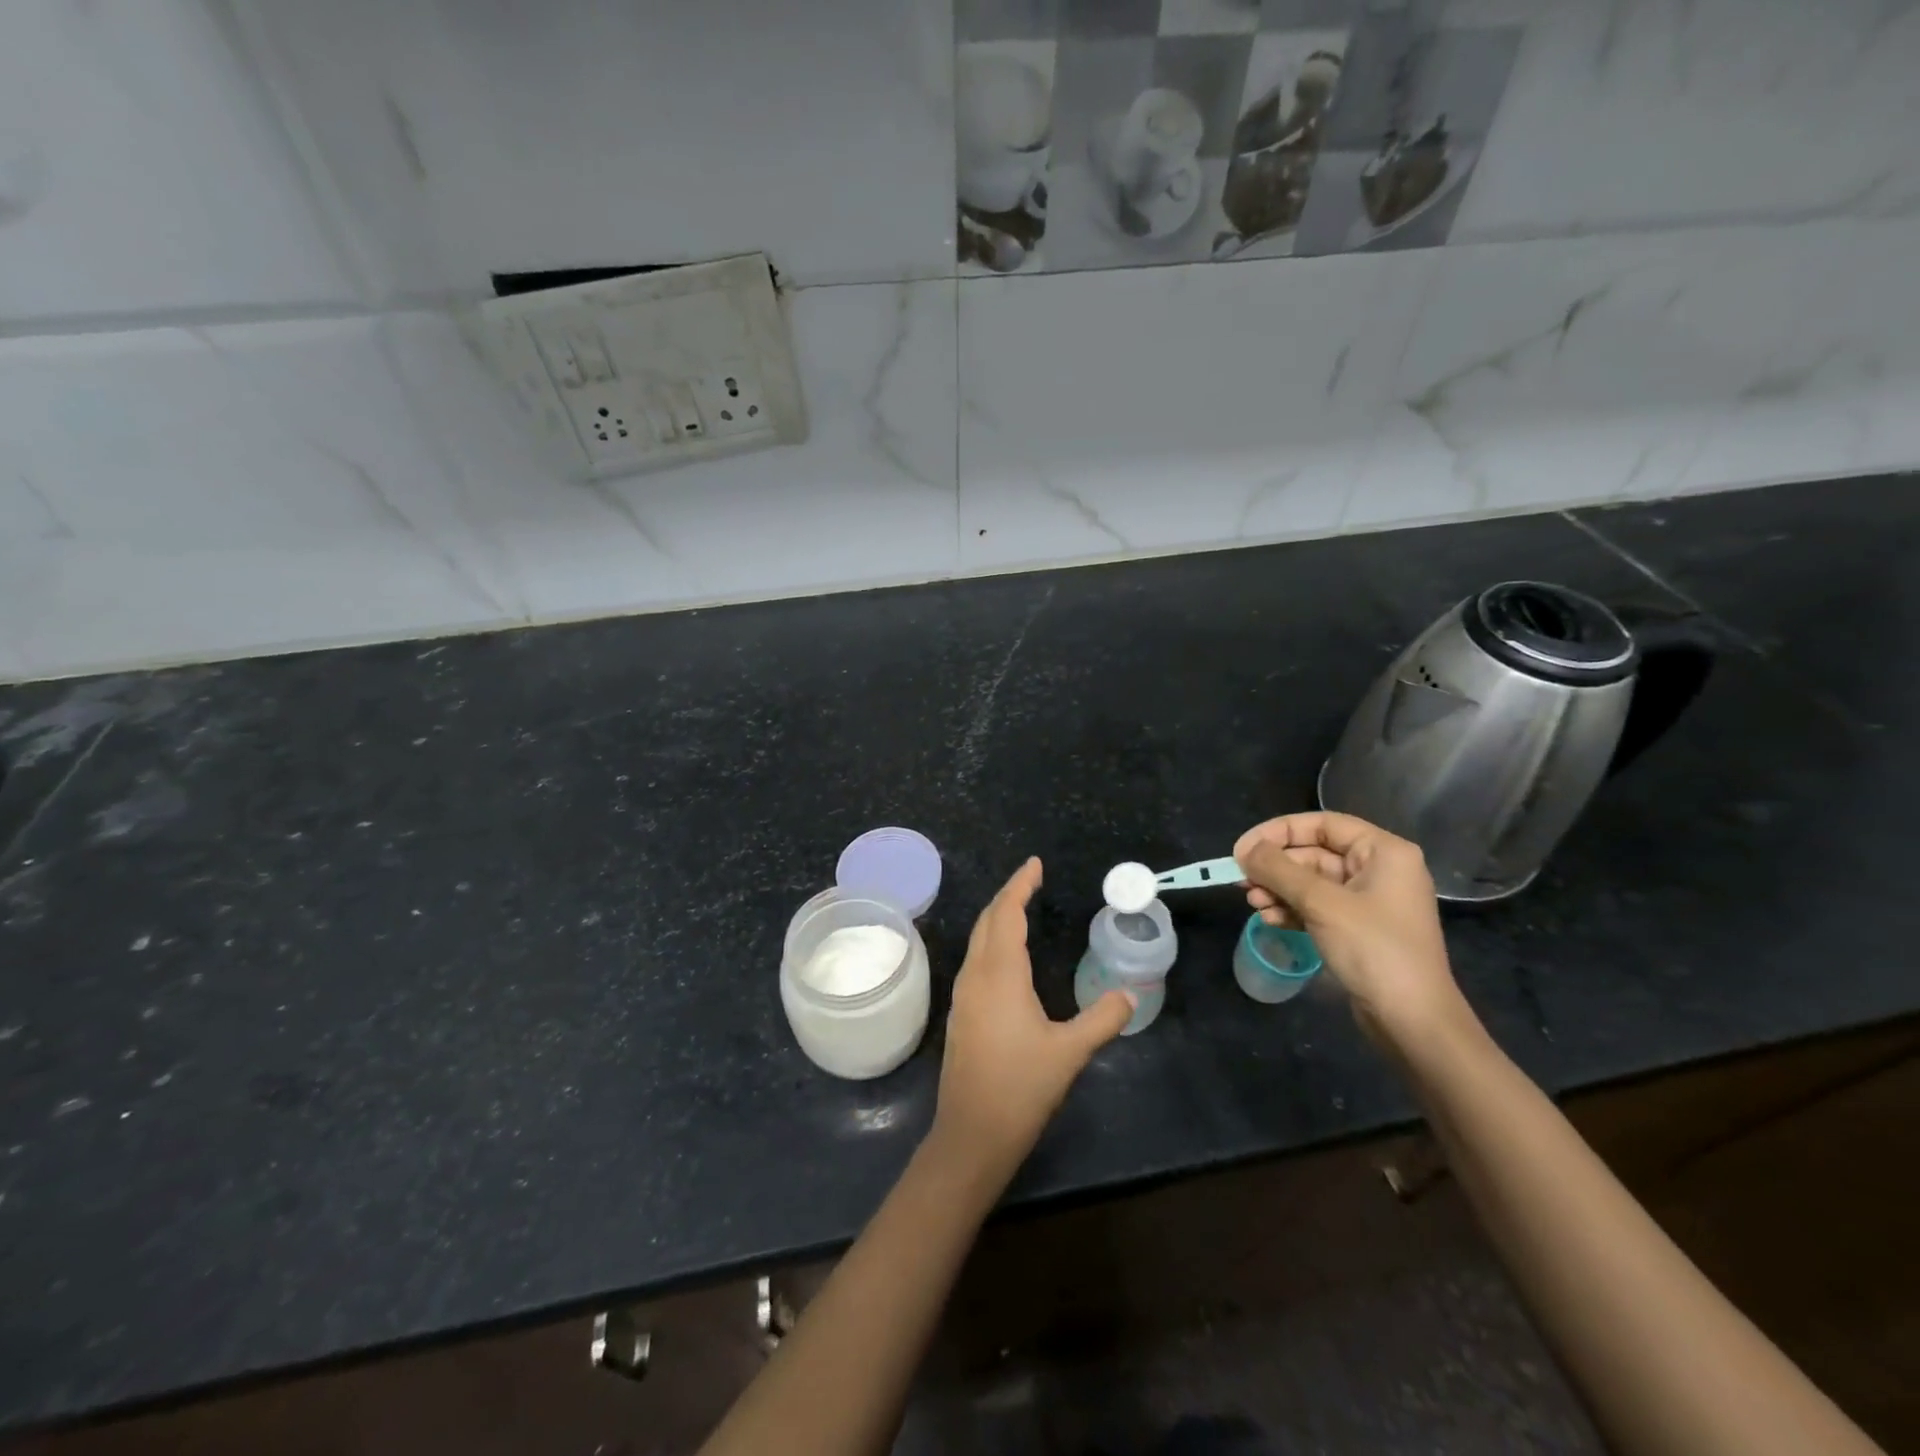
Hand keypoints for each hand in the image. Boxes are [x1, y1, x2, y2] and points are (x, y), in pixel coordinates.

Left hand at [931, 858, 1133, 1178]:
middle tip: (1032, 880)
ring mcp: (964, 994)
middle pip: (987, 920)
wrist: (971, 1134)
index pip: (1007, 913)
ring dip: (997, 918)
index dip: (1020, 885)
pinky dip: (992, 942)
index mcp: (1000, 973)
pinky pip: (975, 960)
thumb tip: (1131, 995)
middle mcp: (975, 975)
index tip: (1035, 864)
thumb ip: (1103, 1018)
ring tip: (1021, 909)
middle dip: (1008, 895)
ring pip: (978, 940)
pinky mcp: (961, 1013)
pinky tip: (1007, 957)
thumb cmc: (1021, 1088)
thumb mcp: (1070, 1052)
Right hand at [1234, 812, 1467, 1048]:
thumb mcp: (1321, 903)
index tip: (1243, 849)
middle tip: (1241, 881)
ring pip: (1311, 882)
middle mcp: (1378, 870)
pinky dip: (1291, 909)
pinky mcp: (1358, 929)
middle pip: (1314, 853)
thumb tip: (1245, 850)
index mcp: (1383, 852)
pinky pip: (1317, 907)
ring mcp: (1369, 902)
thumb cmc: (1373, 949)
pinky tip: (1270, 920)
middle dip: (1275, 867)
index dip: (1278, 832)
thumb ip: (1279, 870)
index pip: (1322, 824)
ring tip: (1253, 904)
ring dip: (1278, 890)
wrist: (1412, 1020)